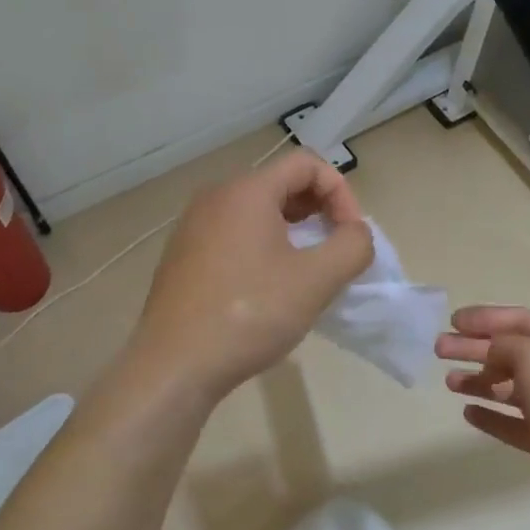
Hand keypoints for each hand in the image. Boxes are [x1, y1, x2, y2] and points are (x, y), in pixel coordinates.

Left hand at [133, 150, 373, 399]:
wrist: (174, 366)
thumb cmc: (249, 314)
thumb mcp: (316, 280)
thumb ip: (352, 246)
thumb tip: (356, 233)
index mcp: (246, 191)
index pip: (306, 163)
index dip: (340, 193)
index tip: (350, 236)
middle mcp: (215, 197)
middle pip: (281, 183)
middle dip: (318, 211)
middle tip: (334, 252)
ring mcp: (193, 226)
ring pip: (257, 211)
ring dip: (292, 231)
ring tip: (306, 271)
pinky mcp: (183, 255)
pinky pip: (234, 234)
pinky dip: (262, 247)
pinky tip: (268, 288)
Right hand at [436, 306, 529, 524]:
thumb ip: (505, 345)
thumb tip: (491, 350)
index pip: (520, 320)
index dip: (486, 317)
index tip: (453, 321)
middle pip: (509, 352)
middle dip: (473, 348)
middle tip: (439, 348)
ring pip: (509, 387)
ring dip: (478, 380)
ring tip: (449, 382)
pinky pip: (512, 422)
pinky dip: (490, 415)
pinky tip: (468, 413)